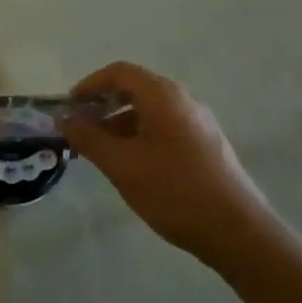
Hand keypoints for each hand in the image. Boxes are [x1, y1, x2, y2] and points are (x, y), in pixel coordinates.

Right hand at [61, 61, 272, 260]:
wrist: (236, 230)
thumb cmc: (173, 191)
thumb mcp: (121, 164)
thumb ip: (88, 137)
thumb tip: (65, 119)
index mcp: (163, 96)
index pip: (119, 73)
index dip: (89, 85)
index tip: (69, 109)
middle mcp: (184, 100)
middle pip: (135, 89)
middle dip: (103, 107)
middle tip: (80, 132)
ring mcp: (199, 123)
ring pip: (150, 112)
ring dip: (120, 125)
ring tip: (101, 154)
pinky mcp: (207, 145)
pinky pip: (165, 128)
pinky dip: (140, 137)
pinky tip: (133, 167)